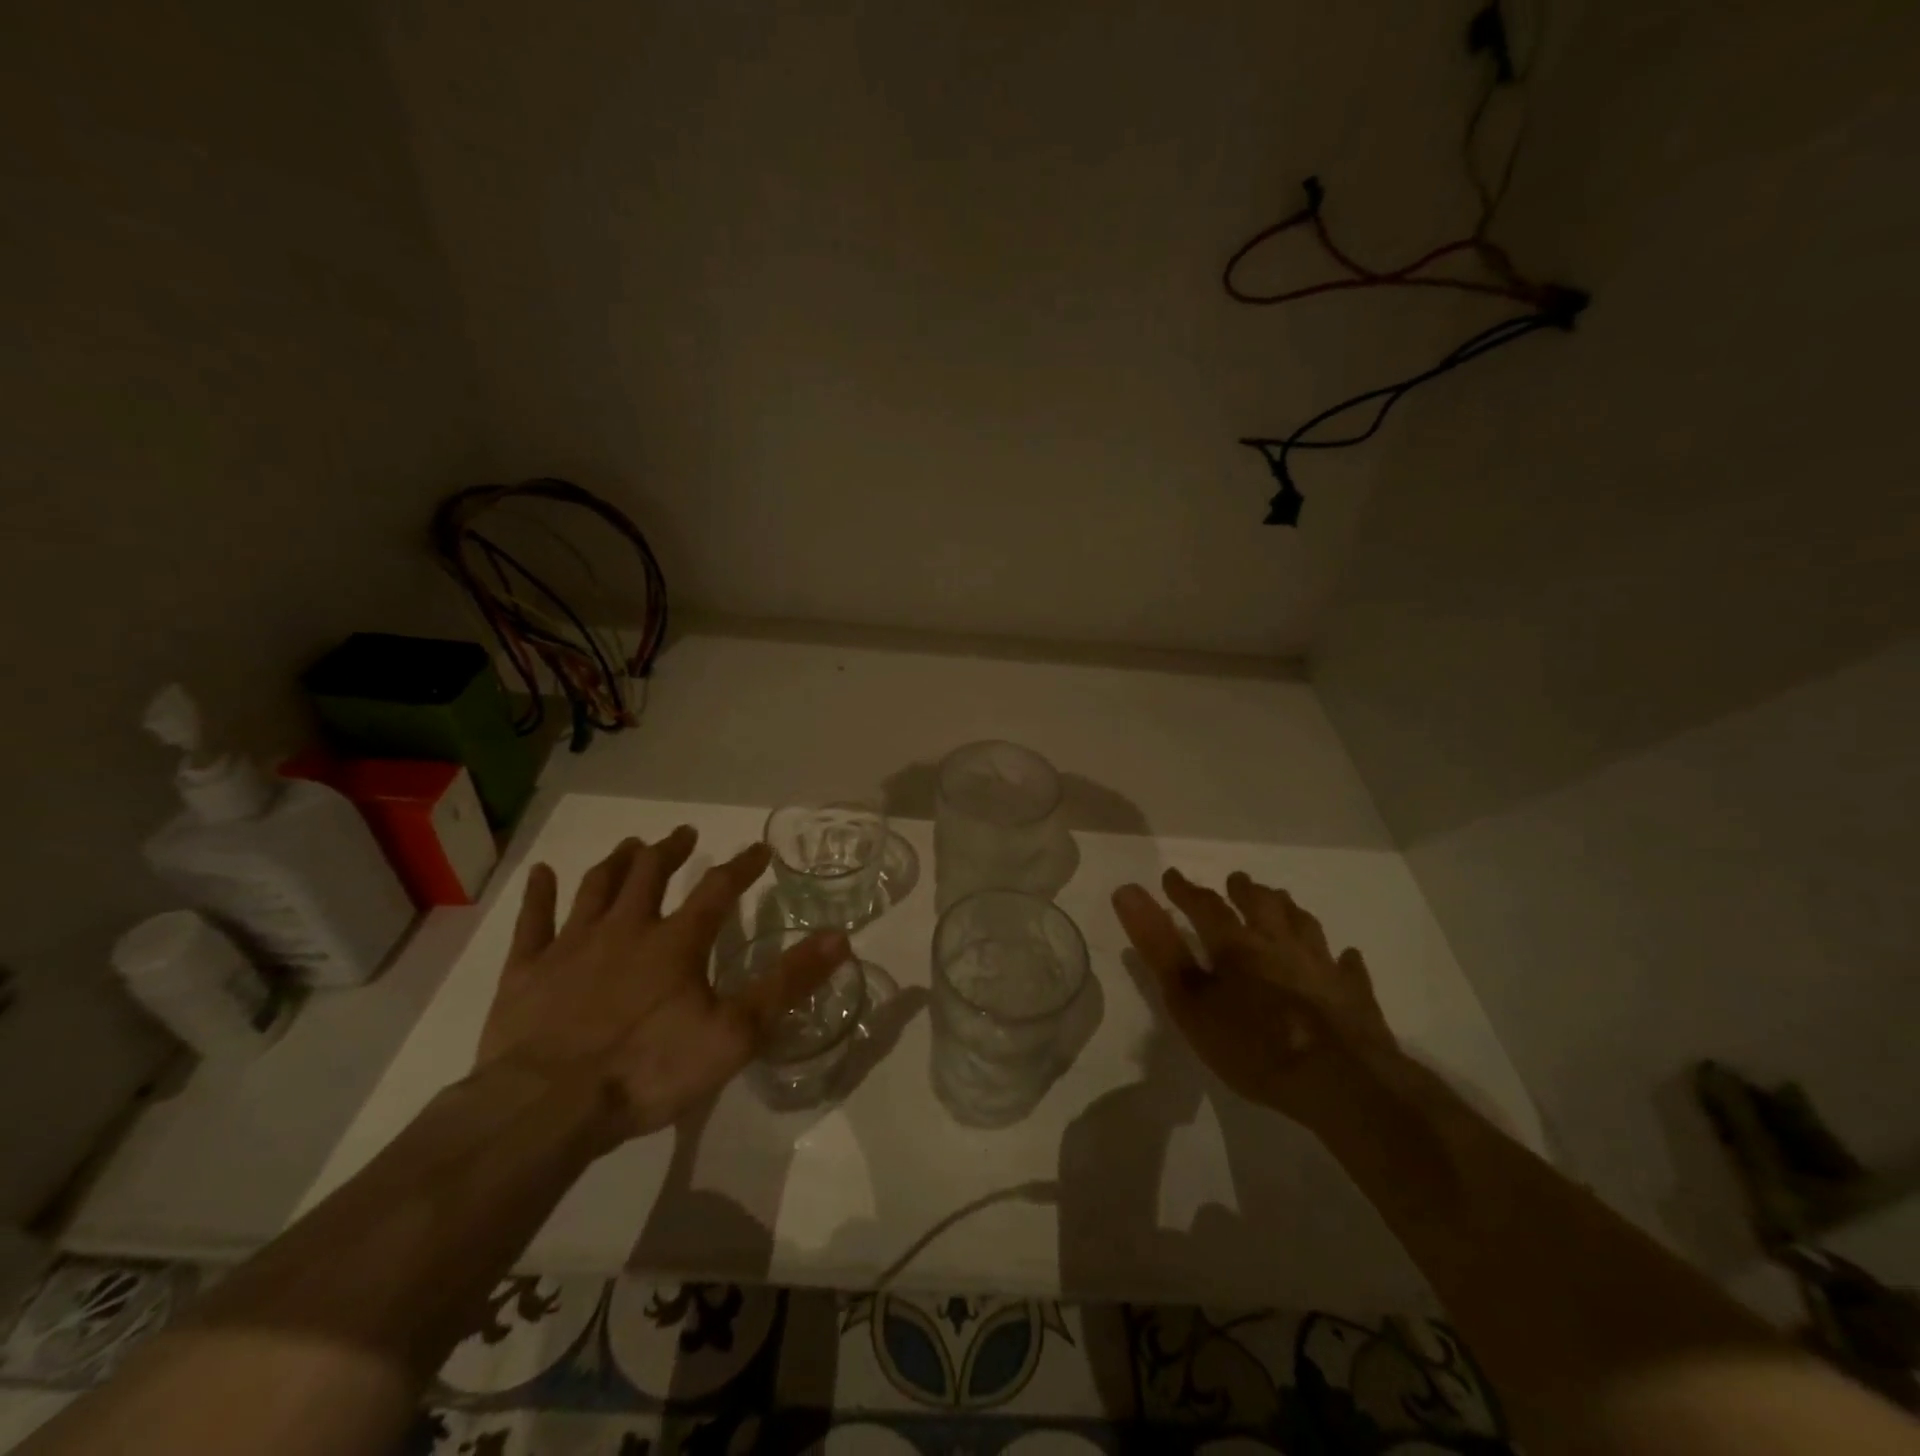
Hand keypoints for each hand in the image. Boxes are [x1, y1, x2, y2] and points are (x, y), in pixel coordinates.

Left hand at [477, 827, 848, 1143]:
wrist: (547, 1108)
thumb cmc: (648, 1070)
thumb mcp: (735, 1033)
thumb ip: (787, 983)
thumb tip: (838, 938)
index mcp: (676, 942)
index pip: (718, 889)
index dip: (742, 866)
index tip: (760, 849)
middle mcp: (625, 929)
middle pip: (650, 873)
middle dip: (671, 850)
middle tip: (684, 835)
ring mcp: (571, 946)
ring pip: (596, 887)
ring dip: (617, 862)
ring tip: (631, 845)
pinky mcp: (526, 971)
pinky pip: (532, 922)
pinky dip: (538, 894)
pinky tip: (542, 874)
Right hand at [1112, 868, 1399, 1130]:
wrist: (1341, 1082)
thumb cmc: (1253, 1044)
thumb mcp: (1189, 1001)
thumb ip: (1159, 947)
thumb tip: (1127, 890)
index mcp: (1237, 945)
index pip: (1206, 906)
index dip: (1186, 891)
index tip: (1171, 876)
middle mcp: (1280, 944)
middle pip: (1263, 906)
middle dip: (1245, 891)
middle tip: (1237, 882)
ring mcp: (1322, 967)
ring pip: (1305, 926)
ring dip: (1290, 911)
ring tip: (1283, 903)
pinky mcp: (1354, 995)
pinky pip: (1348, 968)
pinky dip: (1342, 958)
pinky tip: (1344, 956)